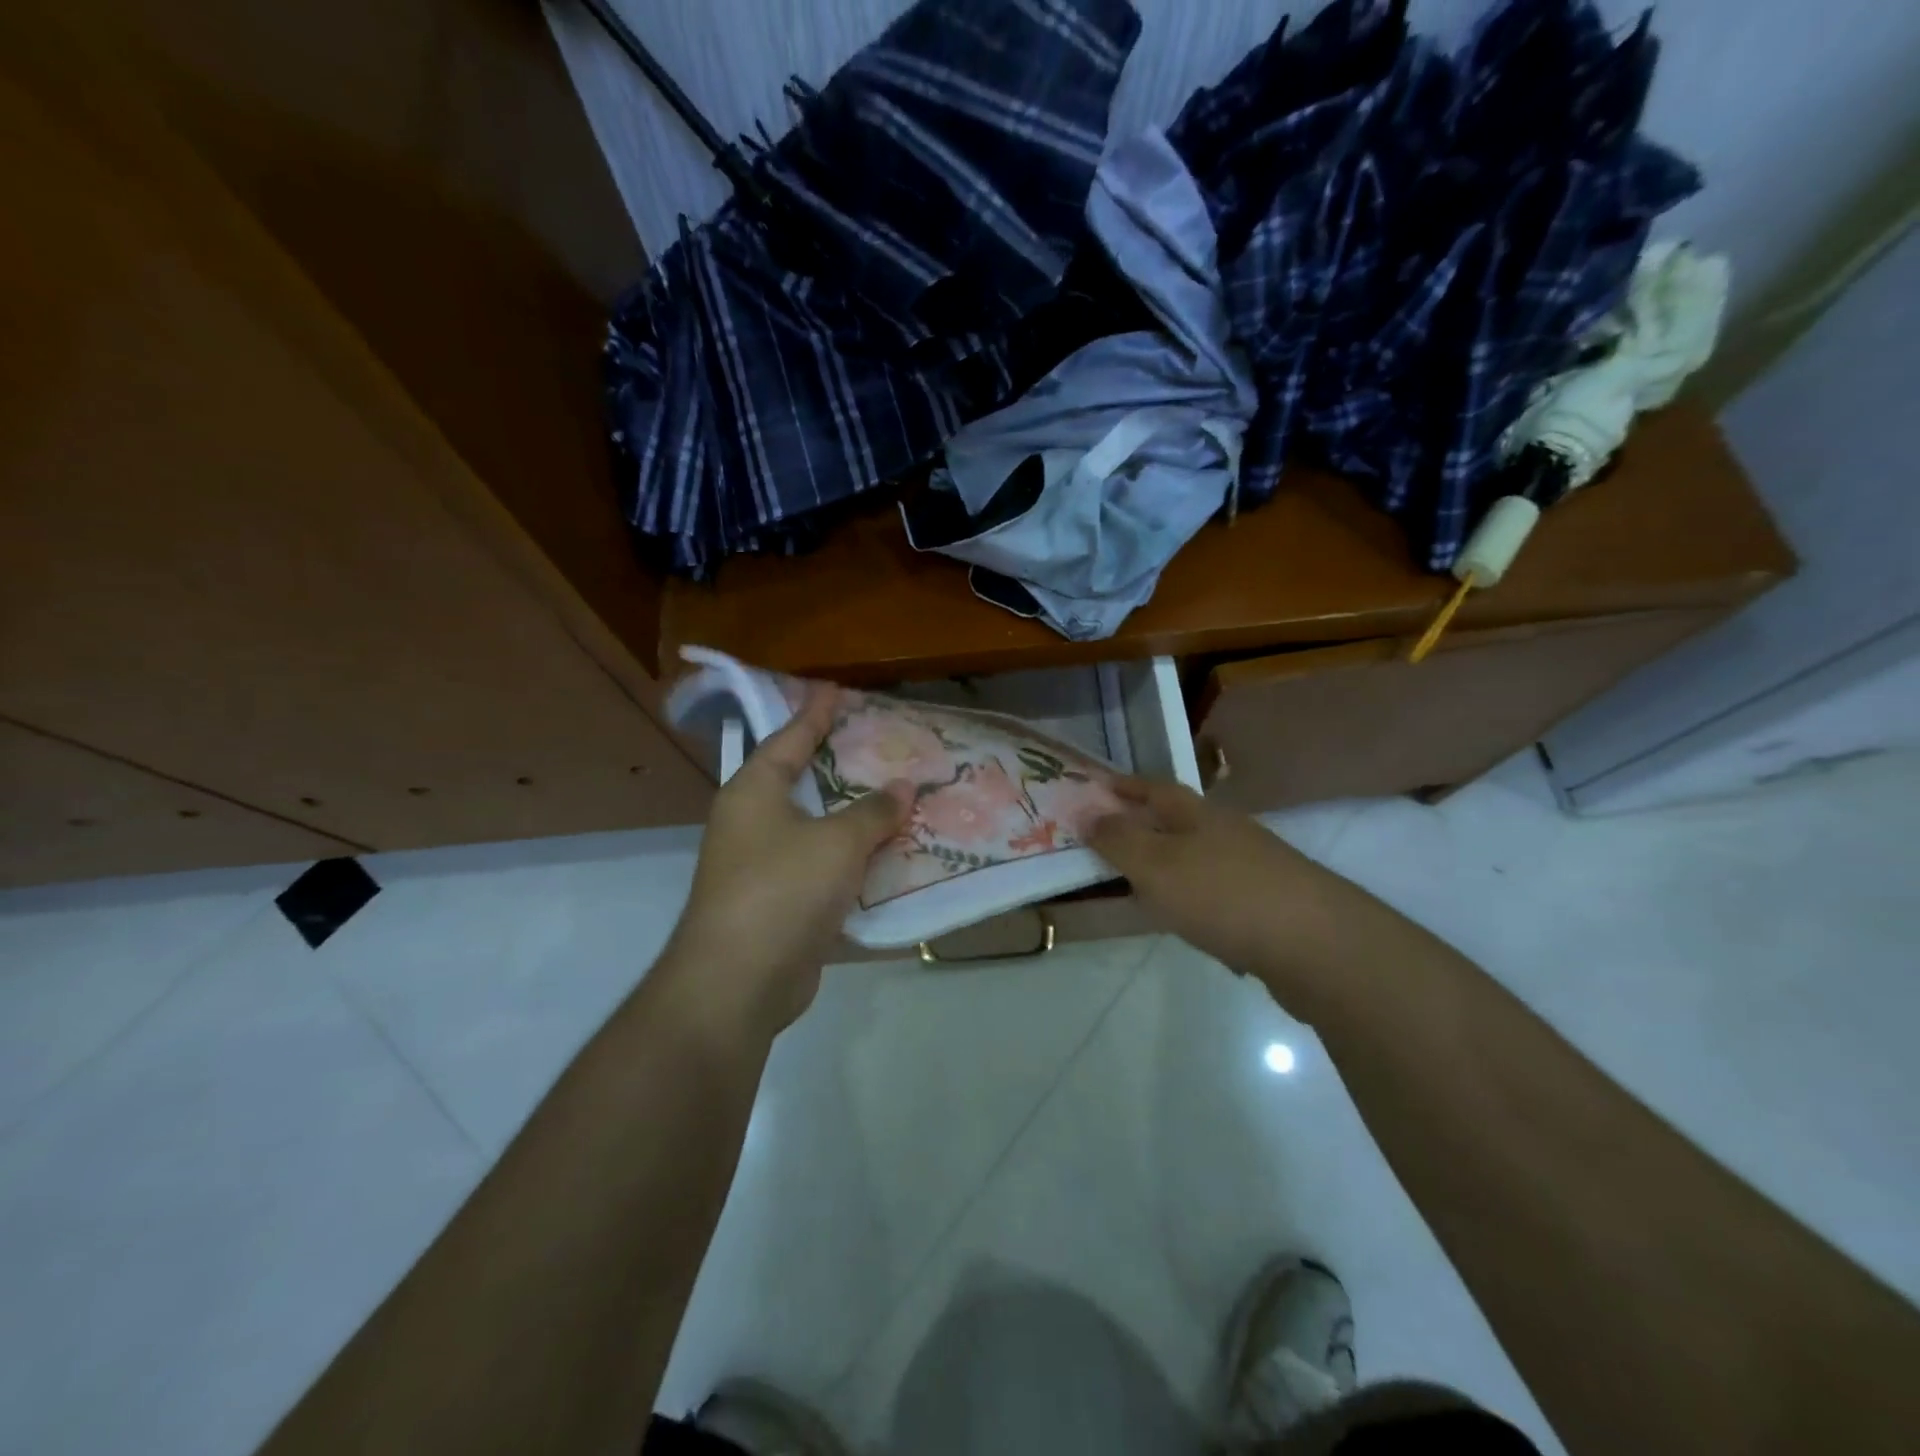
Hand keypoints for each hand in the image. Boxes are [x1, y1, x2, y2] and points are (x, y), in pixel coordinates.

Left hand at [662, 685, 912, 1038]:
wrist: (740, 981)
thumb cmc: (783, 890)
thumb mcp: (838, 843)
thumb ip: (873, 812)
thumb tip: (904, 787)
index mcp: (754, 792)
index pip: (788, 738)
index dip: (814, 713)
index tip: (835, 688)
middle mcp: (752, 823)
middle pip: (800, 782)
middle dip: (836, 765)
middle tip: (874, 743)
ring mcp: (761, 866)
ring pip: (815, 828)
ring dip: (850, 817)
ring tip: (892, 796)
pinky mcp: (778, 904)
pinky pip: (821, 868)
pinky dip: (850, 860)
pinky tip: (884, 856)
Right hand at [1088, 777, 1335, 987]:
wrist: (1317, 945)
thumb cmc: (1223, 894)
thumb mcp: (1156, 865)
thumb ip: (1119, 840)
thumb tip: (1086, 813)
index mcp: (1199, 815)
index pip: (1156, 788)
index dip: (1127, 786)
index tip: (1098, 786)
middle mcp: (1229, 834)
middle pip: (1181, 822)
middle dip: (1148, 826)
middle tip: (1111, 840)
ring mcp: (1255, 869)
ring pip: (1202, 860)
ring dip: (1172, 867)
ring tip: (1143, 888)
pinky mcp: (1271, 907)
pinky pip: (1221, 896)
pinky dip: (1198, 903)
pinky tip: (1193, 927)